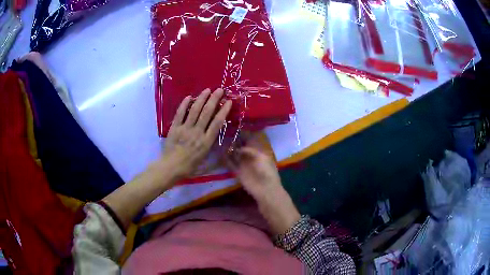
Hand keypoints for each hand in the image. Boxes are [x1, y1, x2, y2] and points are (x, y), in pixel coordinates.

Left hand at [160, 88, 231, 180]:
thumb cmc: (189, 167)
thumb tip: (225, 148)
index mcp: (206, 142)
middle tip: (220, 90)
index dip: (224, 111)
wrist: (170, 168)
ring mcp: (185, 129)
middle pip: (207, 113)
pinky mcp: (175, 128)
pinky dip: (184, 104)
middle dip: (214, 99)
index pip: (217, 123)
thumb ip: (214, 153)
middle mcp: (197, 133)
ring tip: (207, 90)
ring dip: (201, 99)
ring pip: (195, 110)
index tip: (229, 101)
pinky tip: (189, 97)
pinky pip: (180, 113)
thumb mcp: (205, 163)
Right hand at [227, 140, 299, 234]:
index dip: (243, 135)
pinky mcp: (238, 172)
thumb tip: (239, 147)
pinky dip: (225, 159)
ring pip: (234, 154)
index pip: (250, 140)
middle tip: (224, 133)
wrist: (265, 190)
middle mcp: (250, 156)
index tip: (235, 127)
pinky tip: (219, 152)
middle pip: (241, 146)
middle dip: (234, 141)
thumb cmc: (266, 172)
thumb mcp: (261, 157)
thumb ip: (249, 150)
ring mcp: (244, 164)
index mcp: (259, 151)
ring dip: (228, 149)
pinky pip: (230, 164)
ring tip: (219, 141)